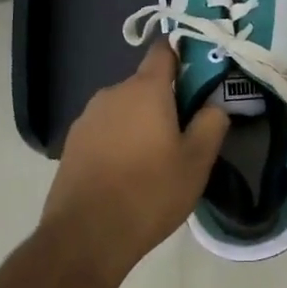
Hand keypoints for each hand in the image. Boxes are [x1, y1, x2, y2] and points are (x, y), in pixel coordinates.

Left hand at [42, 41, 228, 278]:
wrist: (84, 237)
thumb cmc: (149, 192)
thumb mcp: (196, 162)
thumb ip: (211, 124)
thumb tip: (214, 105)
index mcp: (145, 88)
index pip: (164, 50)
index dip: (182, 54)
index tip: (199, 73)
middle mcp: (113, 92)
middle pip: (145, 84)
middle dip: (165, 100)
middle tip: (183, 132)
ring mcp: (88, 117)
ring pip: (124, 108)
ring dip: (140, 123)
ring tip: (154, 159)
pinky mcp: (72, 143)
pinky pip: (105, 130)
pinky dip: (118, 141)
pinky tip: (126, 173)